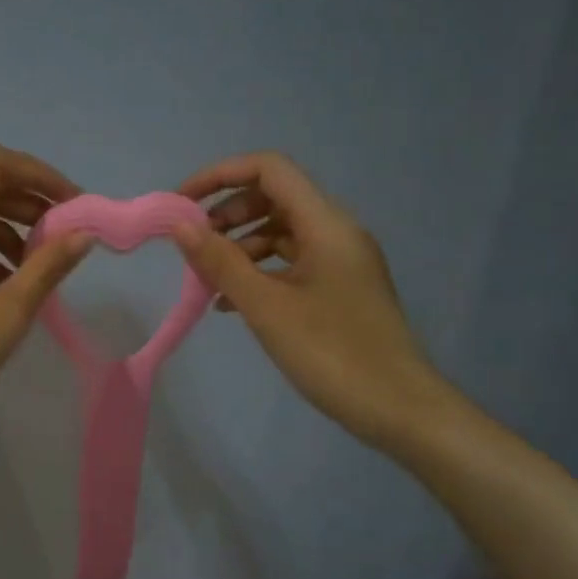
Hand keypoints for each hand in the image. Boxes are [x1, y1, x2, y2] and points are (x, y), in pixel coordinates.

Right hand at [172, 152, 454, 446]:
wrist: (397, 408)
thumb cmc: (331, 353)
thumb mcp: (267, 307)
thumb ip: (221, 262)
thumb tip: (180, 225)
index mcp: (326, 224)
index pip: (270, 169)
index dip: (221, 175)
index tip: (181, 204)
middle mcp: (336, 233)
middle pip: (274, 198)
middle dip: (227, 214)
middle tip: (193, 246)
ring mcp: (341, 262)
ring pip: (281, 234)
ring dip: (240, 247)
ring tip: (207, 279)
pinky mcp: (340, 290)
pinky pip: (292, 265)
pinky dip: (259, 273)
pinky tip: (230, 304)